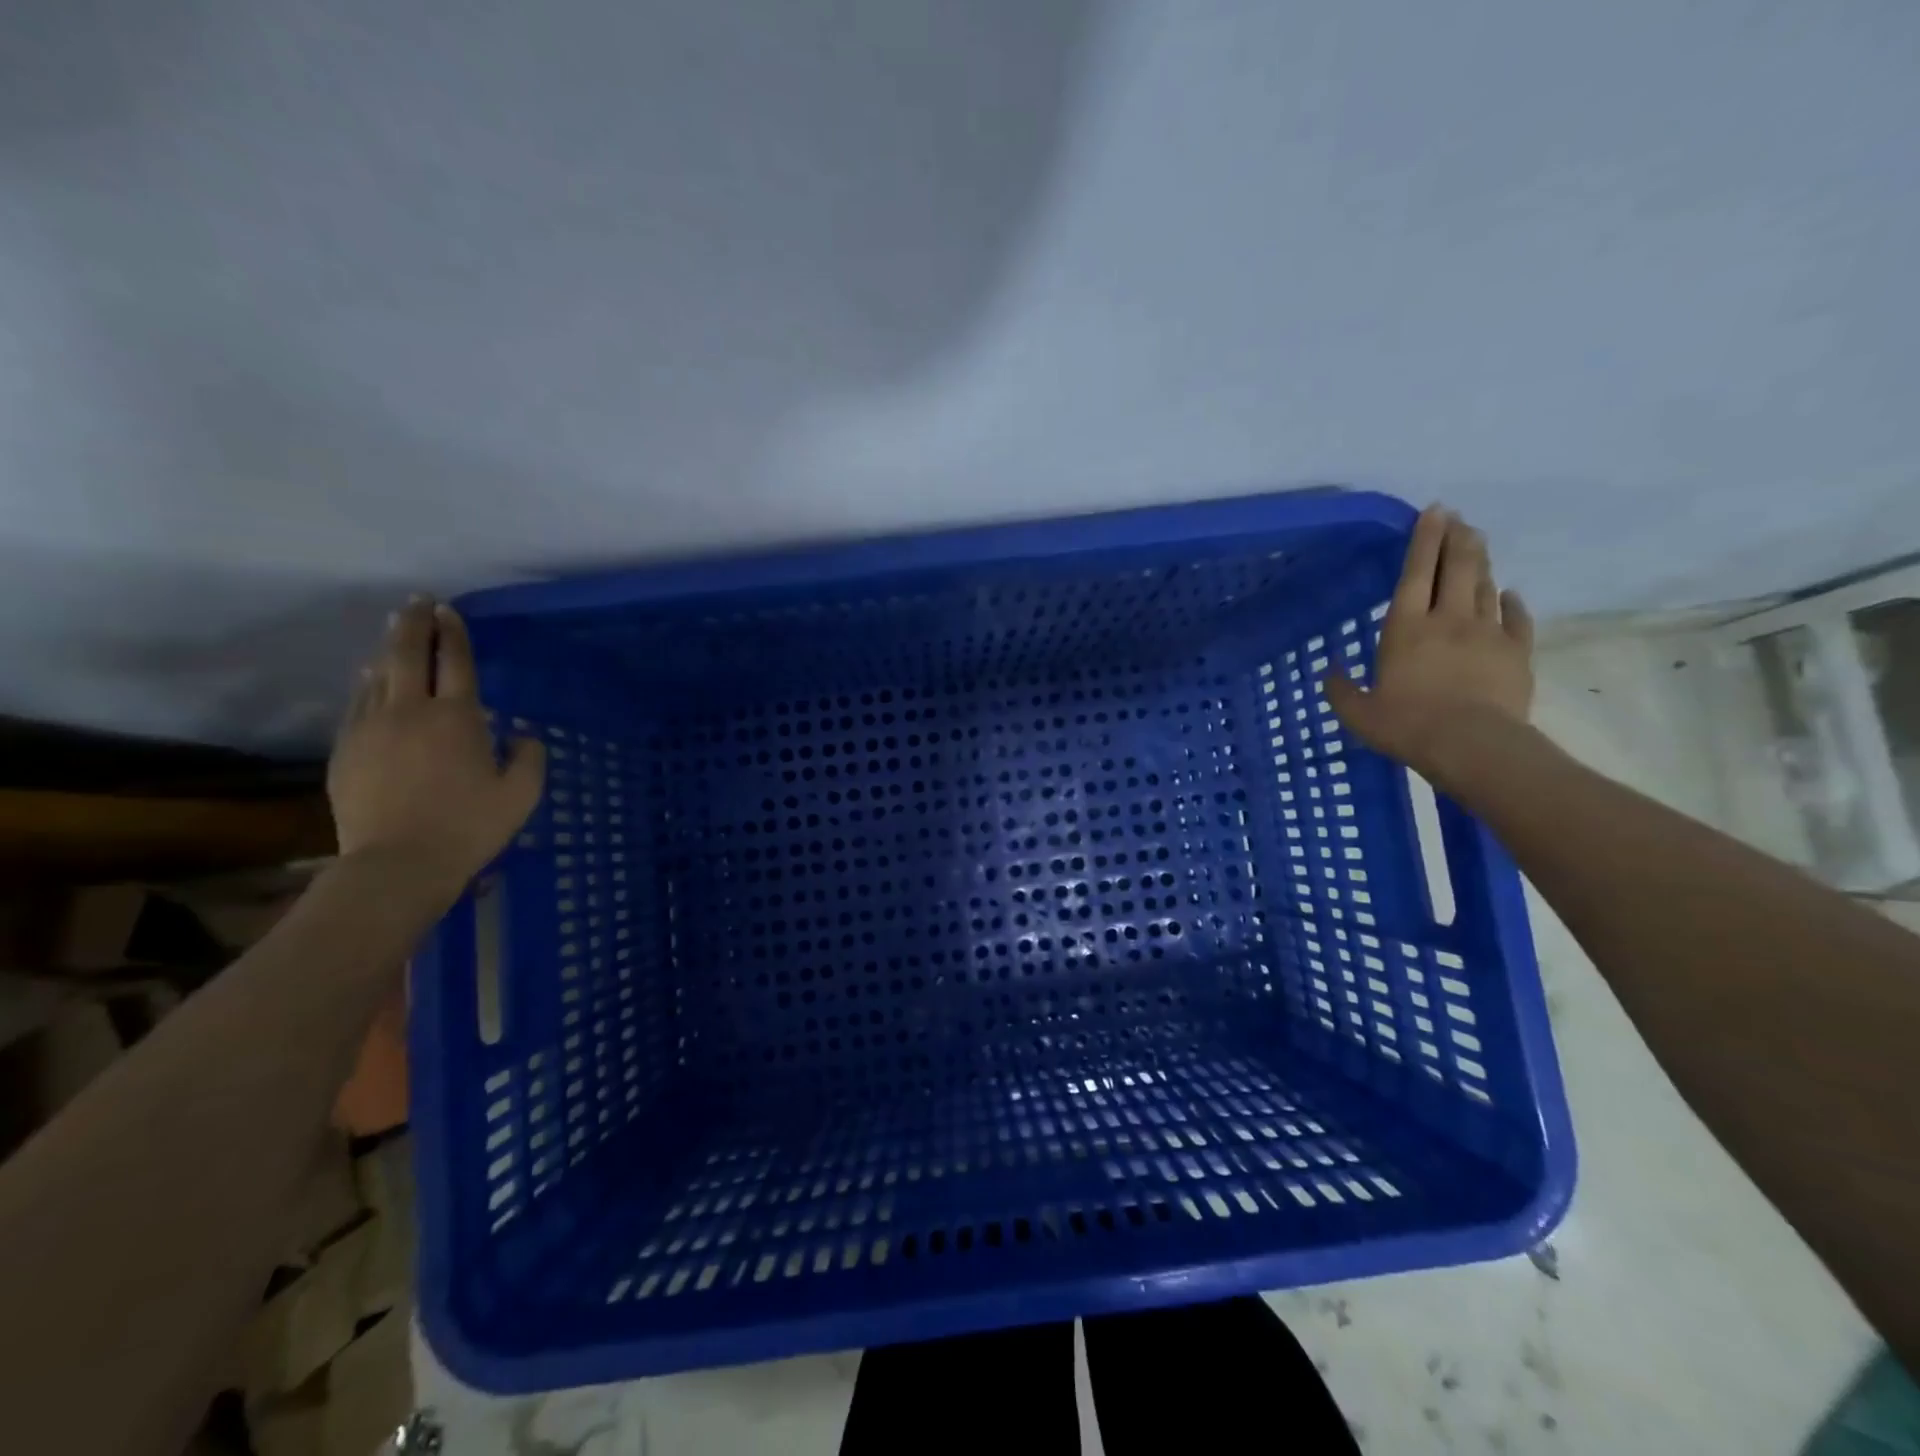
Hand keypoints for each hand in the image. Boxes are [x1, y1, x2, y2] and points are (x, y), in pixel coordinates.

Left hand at [328, 597, 544, 888]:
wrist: (397, 863)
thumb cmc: (469, 826)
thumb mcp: (522, 794)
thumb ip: (529, 757)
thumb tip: (524, 734)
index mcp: (457, 718)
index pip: (454, 661)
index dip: (453, 633)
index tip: (449, 610)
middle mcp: (410, 711)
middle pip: (406, 655)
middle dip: (413, 624)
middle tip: (417, 602)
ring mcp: (370, 728)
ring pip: (376, 675)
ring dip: (387, 649)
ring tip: (394, 633)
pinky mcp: (346, 750)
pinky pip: (357, 703)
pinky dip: (367, 684)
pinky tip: (371, 680)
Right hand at [1325, 506, 1534, 781]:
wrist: (1472, 745)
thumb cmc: (1406, 725)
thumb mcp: (1358, 713)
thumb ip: (1341, 690)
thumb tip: (1329, 673)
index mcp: (1405, 628)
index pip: (1415, 573)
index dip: (1424, 539)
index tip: (1434, 511)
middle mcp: (1448, 619)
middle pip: (1457, 568)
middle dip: (1458, 538)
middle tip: (1459, 518)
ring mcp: (1487, 633)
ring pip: (1486, 587)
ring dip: (1481, 563)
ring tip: (1477, 545)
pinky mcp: (1517, 652)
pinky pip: (1516, 619)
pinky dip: (1511, 602)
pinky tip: (1510, 594)